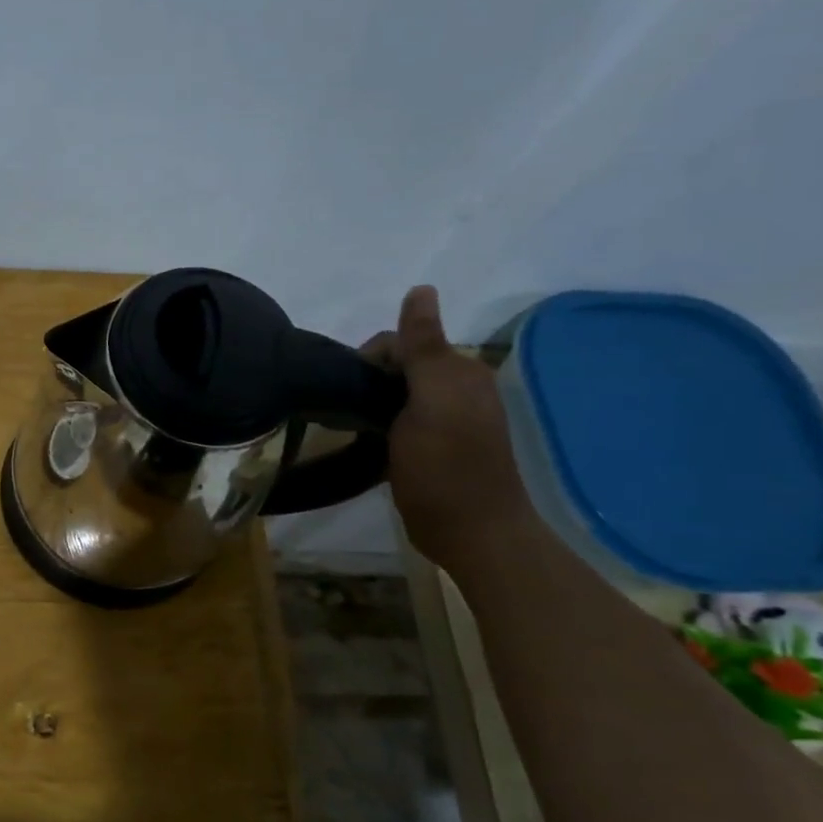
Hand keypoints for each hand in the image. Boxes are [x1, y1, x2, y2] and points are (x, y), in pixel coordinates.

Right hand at [364, 286, 536, 566]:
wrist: (473, 534)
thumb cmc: (446, 467)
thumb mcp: (432, 400)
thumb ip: (423, 346)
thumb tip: (422, 287)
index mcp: (460, 371)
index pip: (402, 340)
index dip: (370, 359)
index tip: (349, 391)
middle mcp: (459, 388)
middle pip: (399, 365)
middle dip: (370, 380)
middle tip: (351, 413)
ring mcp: (450, 419)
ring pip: (398, 392)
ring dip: (374, 403)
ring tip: (358, 428)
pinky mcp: (439, 446)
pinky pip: (402, 418)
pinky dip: (383, 423)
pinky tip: (373, 442)